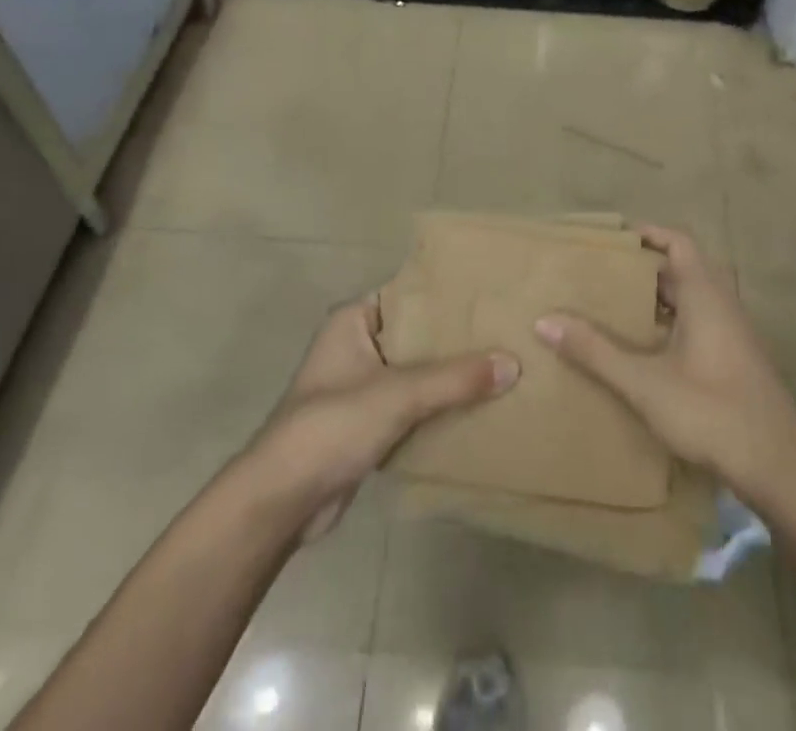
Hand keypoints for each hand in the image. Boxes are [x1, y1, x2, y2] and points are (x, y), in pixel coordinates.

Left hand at [246, 297, 518, 539]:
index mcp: (353, 320)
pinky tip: (476, 408)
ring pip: (416, 373)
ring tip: (501, 367)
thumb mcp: (399, 394)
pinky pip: (411, 406)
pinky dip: (437, 408)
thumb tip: (513, 363)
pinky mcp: (366, 425)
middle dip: (455, 340)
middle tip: (504, 332)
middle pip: (416, 335)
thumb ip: (456, 379)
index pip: (409, 294)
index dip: (446, 295)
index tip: (489, 295)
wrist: (281, 502)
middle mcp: (356, 346)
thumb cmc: (332, 426)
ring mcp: (360, 387)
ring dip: (449, 377)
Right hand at [534, 226, 795, 500]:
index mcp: (705, 295)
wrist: (780, 469)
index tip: (612, 239)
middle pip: (682, 269)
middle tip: (602, 275)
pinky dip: (671, 323)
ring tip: (615, 309)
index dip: (648, 233)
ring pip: (692, 299)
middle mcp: (722, 305)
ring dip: (658, 298)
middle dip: (644, 269)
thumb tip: (545, 321)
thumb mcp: (645, 383)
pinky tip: (646, 351)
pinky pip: (699, 324)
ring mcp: (734, 334)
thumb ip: (596, 351)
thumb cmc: (712, 412)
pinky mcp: (737, 361)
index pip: (678, 241)